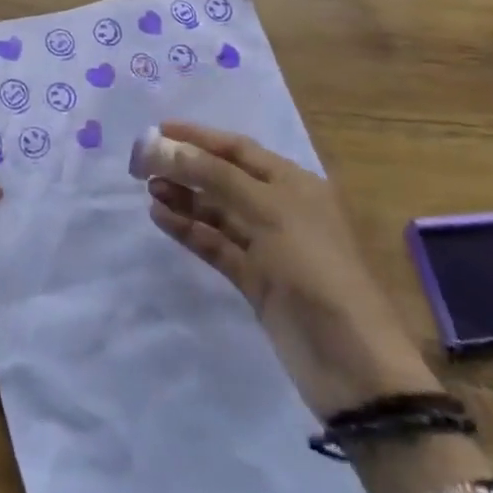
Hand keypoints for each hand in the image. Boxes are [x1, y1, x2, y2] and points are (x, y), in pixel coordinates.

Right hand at [137, 121, 440, 419]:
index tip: (157, 130)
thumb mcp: (269, 212)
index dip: (198, 136)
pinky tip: (160, 217)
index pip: (238, 148)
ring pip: (217, 211)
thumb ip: (215, 176)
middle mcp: (280, 208)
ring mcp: (267, 246)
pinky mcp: (255, 280)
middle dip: (186, 166)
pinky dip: (189, 230)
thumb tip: (164, 146)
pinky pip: (215, 244)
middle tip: (141, 163)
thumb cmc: (315, 269)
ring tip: (147, 188)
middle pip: (224, 177)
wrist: (352, 363)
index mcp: (294, 183)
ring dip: (184, 197)